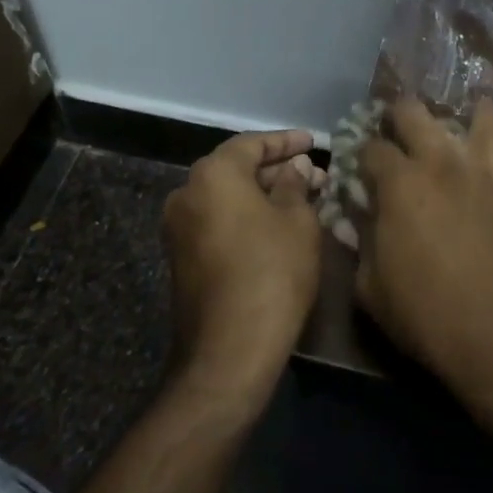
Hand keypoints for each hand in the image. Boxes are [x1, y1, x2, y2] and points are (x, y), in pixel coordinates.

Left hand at [163, 129, 324, 401]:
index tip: (314, 142)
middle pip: (236, 169)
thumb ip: (295, 184)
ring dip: (262, 194)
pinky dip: (245, 216)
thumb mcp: (297, 221)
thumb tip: (294, 168)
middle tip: (315, 176)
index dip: (287, 141)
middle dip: (277, 170)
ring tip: (303, 199)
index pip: (253, 143)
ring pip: (227, 196)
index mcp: (213, 174)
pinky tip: (277, 225)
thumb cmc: (272, 272)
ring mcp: (178, 227)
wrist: (228, 350)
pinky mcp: (181, 257)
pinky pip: (217, 220)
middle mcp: (187, 192)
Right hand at [356, 98, 492, 413]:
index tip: (362, 170)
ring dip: (466, 114)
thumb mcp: (372, 290)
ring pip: (482, 114)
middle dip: (399, 116)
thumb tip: (355, 221)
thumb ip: (361, 246)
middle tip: (398, 134)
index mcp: (400, 183)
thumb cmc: (431, 318)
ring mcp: (488, 170)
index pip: (371, 147)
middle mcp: (442, 162)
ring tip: (460, 127)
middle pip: (415, 111)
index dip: (361, 155)